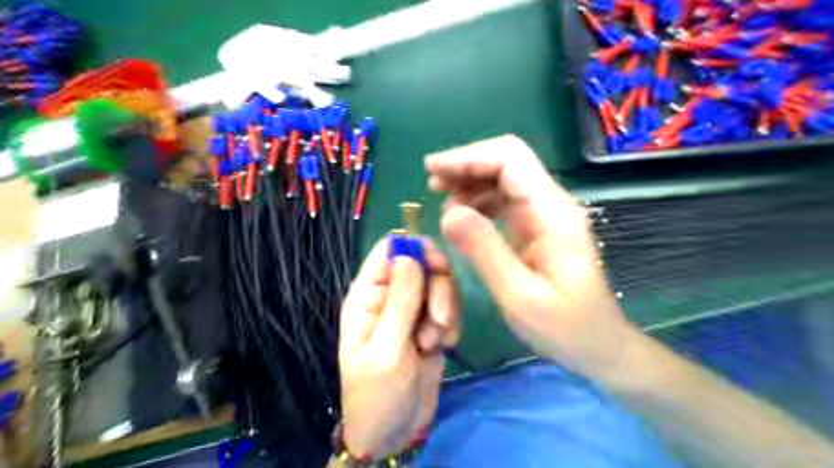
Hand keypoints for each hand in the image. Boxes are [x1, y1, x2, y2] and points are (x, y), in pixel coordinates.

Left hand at [336, 239, 461, 458]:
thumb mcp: (386, 349)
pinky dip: (451, 326)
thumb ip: (399, 301)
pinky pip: (452, 308)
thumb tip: (408, 254)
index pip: (391, 249)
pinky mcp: (431, 324)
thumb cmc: (378, 394)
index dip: (416, 248)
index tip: (439, 268)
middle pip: (424, 263)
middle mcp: (391, 295)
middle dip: (438, 290)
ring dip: (445, 312)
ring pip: (441, 286)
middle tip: (437, 322)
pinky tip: (441, 349)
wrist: (395, 432)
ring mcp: (413, 310)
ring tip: (432, 344)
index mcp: (369, 294)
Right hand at [426, 135, 629, 375]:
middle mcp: (550, 204)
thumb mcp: (519, 295)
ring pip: (503, 178)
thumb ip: (484, 250)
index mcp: (552, 213)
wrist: (598, 345)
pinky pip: (504, 200)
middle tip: (432, 183)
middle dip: (466, 165)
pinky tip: (461, 216)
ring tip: (440, 199)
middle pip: (507, 162)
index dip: (468, 157)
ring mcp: (544, 215)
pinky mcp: (537, 227)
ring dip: (470, 182)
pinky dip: (478, 200)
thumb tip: (448, 211)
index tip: (432, 169)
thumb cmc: (564, 327)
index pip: (510, 160)